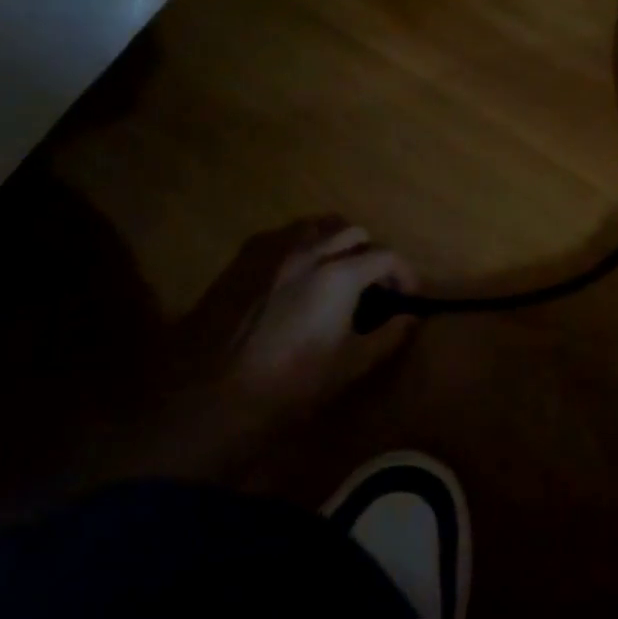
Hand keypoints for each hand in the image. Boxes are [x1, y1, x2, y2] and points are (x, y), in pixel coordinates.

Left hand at [184, 217, 419, 414]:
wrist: (207, 393)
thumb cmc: (285, 384)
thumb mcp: (347, 368)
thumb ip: (387, 337)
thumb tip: (410, 317)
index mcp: (339, 274)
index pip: (386, 255)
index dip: (404, 273)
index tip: (407, 296)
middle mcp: (308, 249)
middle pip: (353, 231)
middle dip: (371, 254)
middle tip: (373, 285)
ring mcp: (272, 248)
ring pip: (317, 225)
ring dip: (336, 242)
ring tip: (338, 272)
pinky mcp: (244, 256)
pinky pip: (285, 234)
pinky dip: (303, 245)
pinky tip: (298, 274)